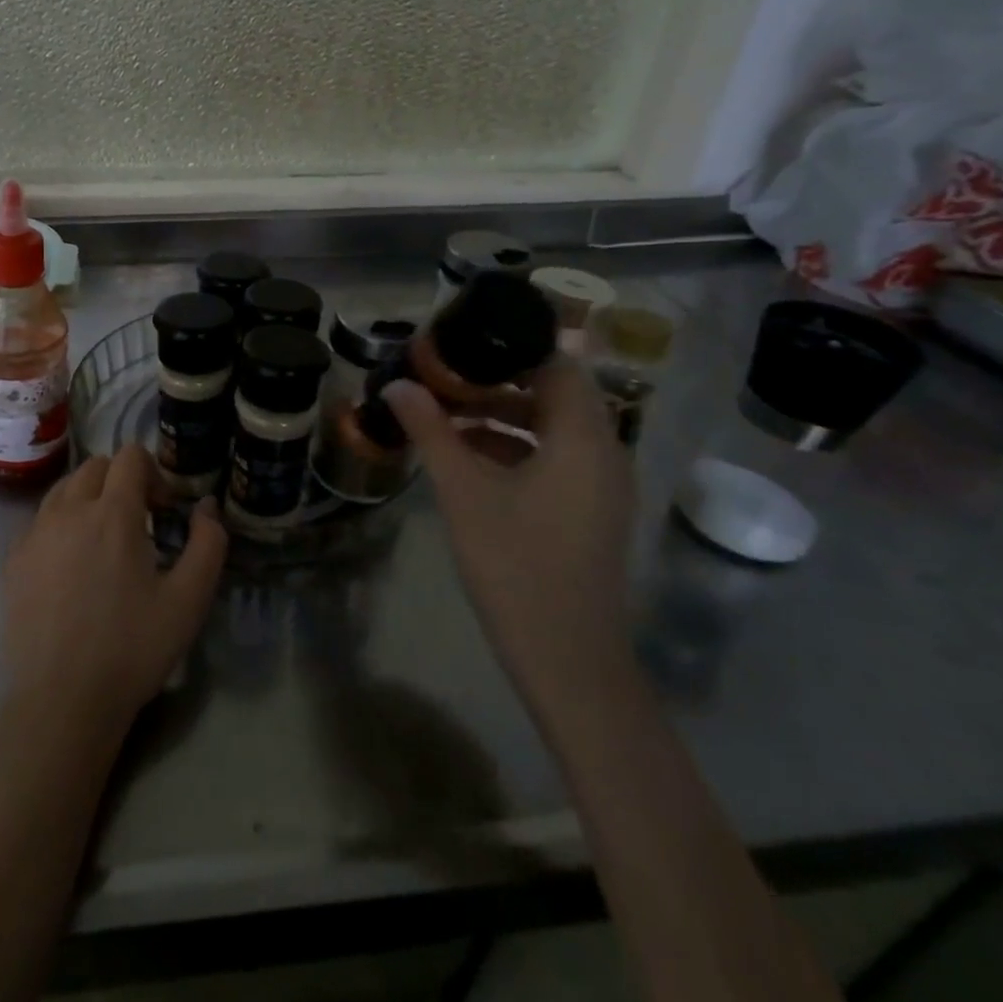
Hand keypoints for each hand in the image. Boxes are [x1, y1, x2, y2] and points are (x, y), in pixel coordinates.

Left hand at [1, 444, 227, 746]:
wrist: (61, 702)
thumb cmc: (132, 649)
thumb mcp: (189, 600)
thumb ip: (208, 543)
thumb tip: (207, 506)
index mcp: (112, 513)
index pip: (130, 456)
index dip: (153, 473)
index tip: (163, 511)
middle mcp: (68, 510)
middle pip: (95, 466)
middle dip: (120, 481)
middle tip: (138, 523)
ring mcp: (34, 534)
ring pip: (63, 489)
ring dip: (88, 498)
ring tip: (102, 541)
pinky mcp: (13, 560)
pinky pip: (40, 521)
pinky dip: (60, 525)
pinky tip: (70, 567)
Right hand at [384, 359, 634, 700]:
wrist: (567, 658)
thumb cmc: (515, 564)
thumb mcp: (463, 491)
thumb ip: (431, 431)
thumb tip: (397, 385)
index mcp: (582, 438)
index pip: (557, 365)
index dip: (511, 348)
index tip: (463, 343)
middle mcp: (604, 452)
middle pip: (555, 394)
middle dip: (499, 381)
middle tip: (445, 376)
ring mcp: (602, 485)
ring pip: (554, 428)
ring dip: (504, 416)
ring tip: (447, 414)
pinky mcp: (592, 511)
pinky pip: (557, 458)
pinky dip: (517, 448)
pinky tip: (469, 458)